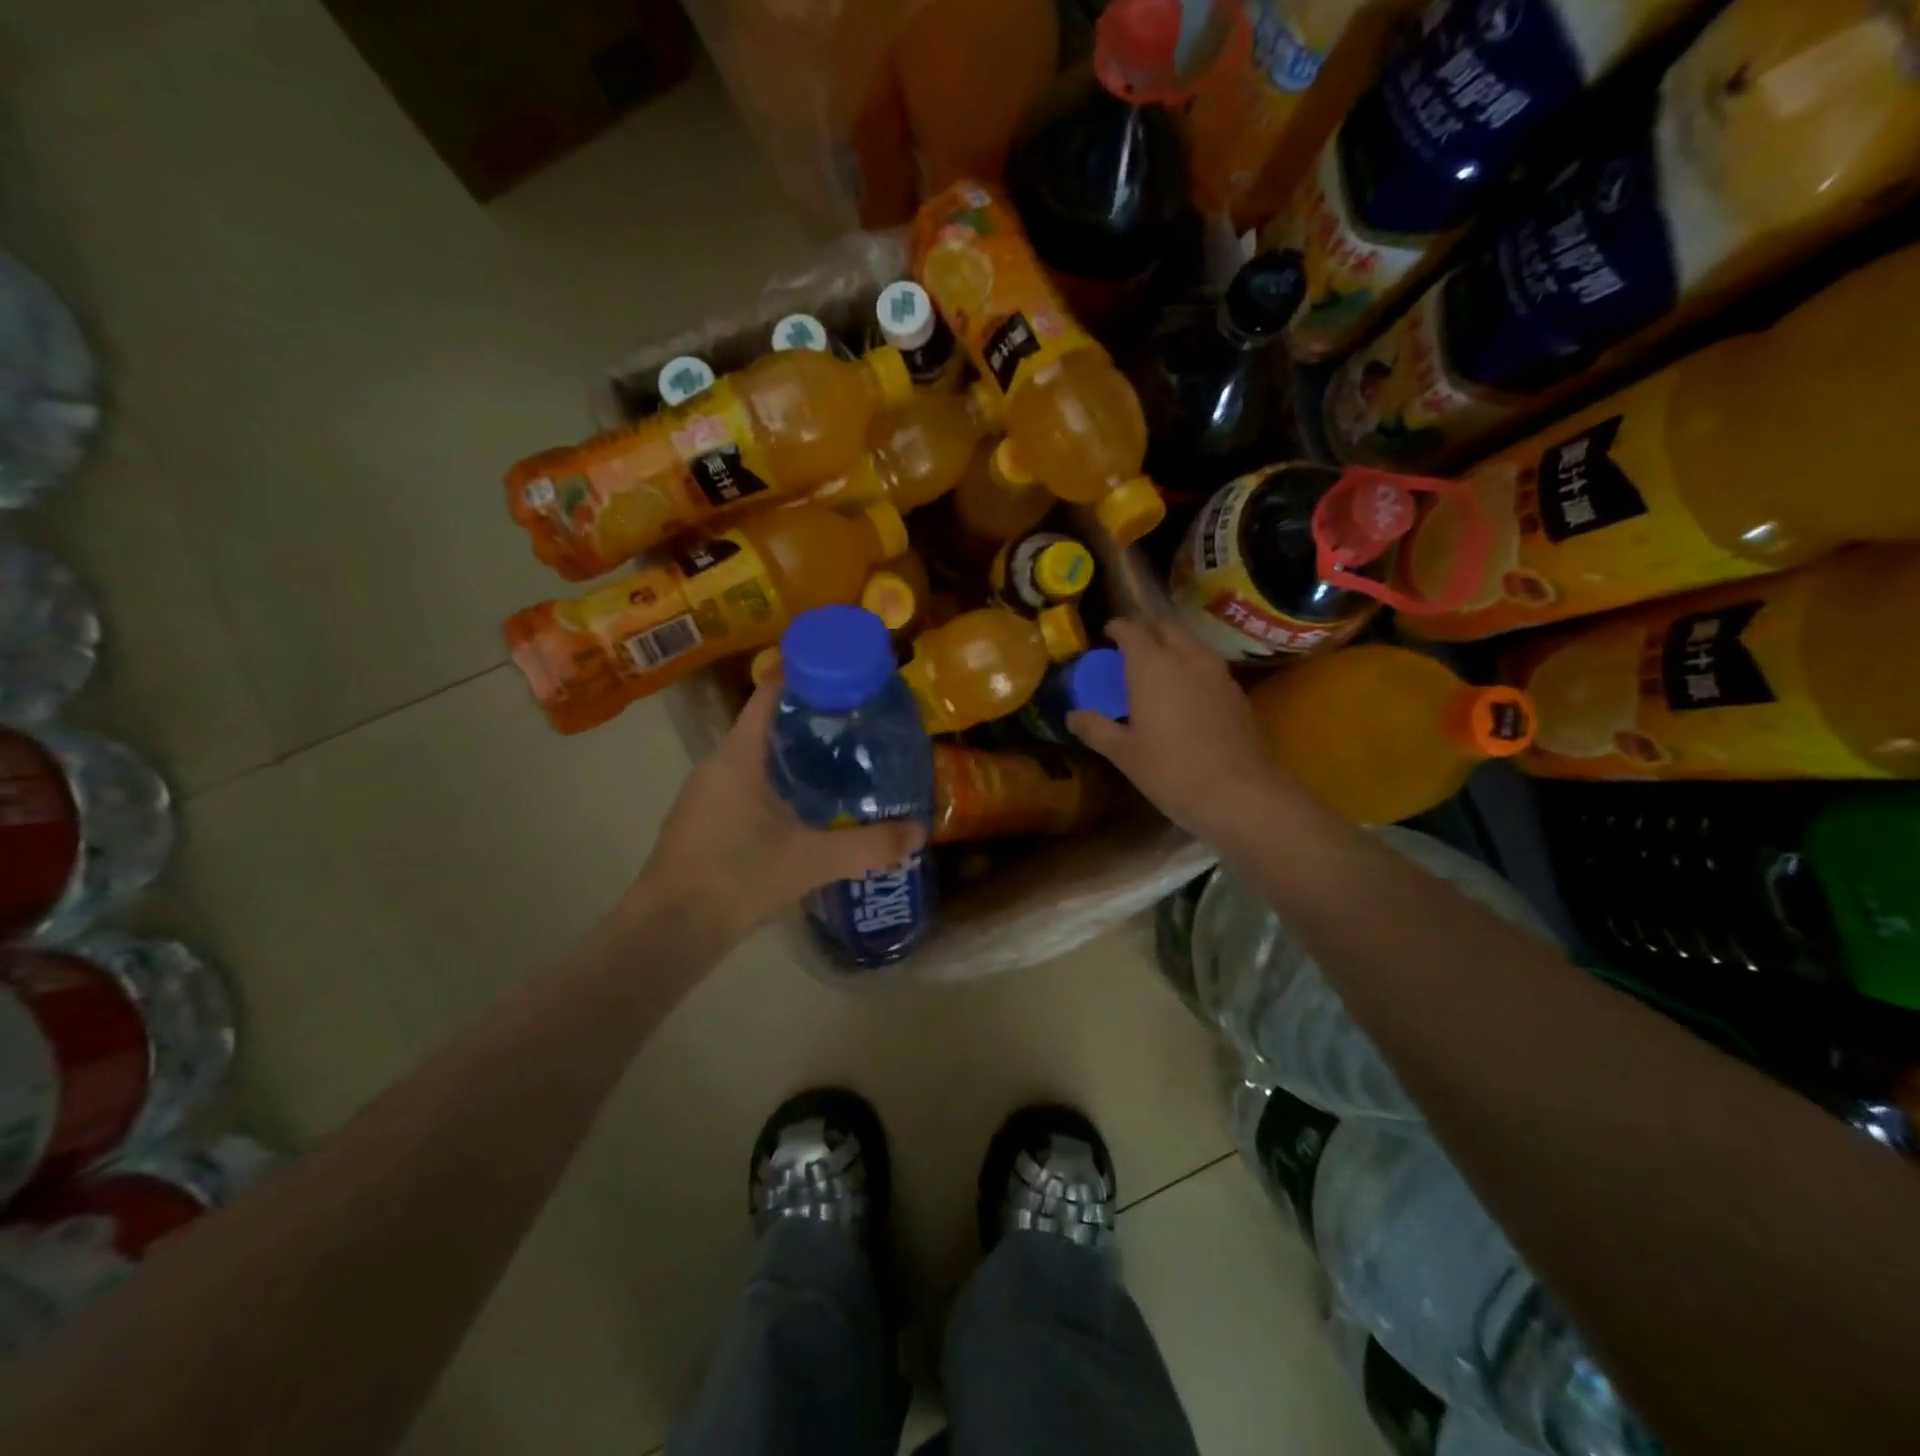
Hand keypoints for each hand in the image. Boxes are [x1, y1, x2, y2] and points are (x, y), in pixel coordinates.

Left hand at [638, 676, 924, 947]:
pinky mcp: (701, 823)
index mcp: (738, 757)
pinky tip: (804, 813)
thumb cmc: (737, 878)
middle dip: (811, 724)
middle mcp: (717, 766)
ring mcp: (704, 796)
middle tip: (857, 730)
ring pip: (756, 761)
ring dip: (794, 759)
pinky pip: (745, 788)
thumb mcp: (812, 861)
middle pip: (767, 726)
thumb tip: (919, 832)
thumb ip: (868, 846)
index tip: (845, 681)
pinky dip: (777, 787)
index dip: (806, 679)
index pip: (770, 695)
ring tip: (840, 769)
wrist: (669, 932)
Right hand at [1068, 616, 1290, 843]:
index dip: (1118, 627)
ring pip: (1191, 643)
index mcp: (1152, 665)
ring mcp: (1217, 672)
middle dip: (1147, 629)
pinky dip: (1192, 665)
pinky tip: (1187, 689)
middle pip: (1166, 627)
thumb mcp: (1123, 753)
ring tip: (1159, 663)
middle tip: (1131, 645)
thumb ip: (1096, 728)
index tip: (1108, 632)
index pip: (1132, 629)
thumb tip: (1072, 716)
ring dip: (1173, 644)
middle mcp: (1186, 657)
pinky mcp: (1237, 691)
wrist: (1239, 792)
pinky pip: (1209, 664)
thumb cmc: (1170, 770)